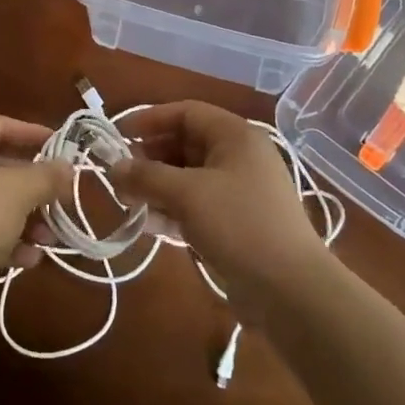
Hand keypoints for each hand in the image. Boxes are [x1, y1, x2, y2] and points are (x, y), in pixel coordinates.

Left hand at [0, 114, 74, 312]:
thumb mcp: (16, 193)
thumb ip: (46, 176)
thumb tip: (67, 167)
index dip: (34, 135)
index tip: (64, 148)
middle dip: (33, 187)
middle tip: (63, 200)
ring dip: (22, 218)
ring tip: (50, 240)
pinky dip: (0, 237)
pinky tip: (27, 259)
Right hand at [115, 101, 328, 306]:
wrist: (291, 291)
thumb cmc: (238, 225)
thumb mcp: (186, 195)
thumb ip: (146, 177)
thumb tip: (113, 169)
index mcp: (235, 136)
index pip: (186, 112)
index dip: (151, 119)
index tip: (120, 135)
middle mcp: (240, 157)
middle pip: (186, 144)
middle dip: (151, 158)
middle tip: (121, 176)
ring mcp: (240, 191)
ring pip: (189, 177)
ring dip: (158, 186)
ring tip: (129, 202)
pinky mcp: (237, 223)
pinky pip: (198, 204)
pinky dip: (173, 209)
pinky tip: (150, 225)